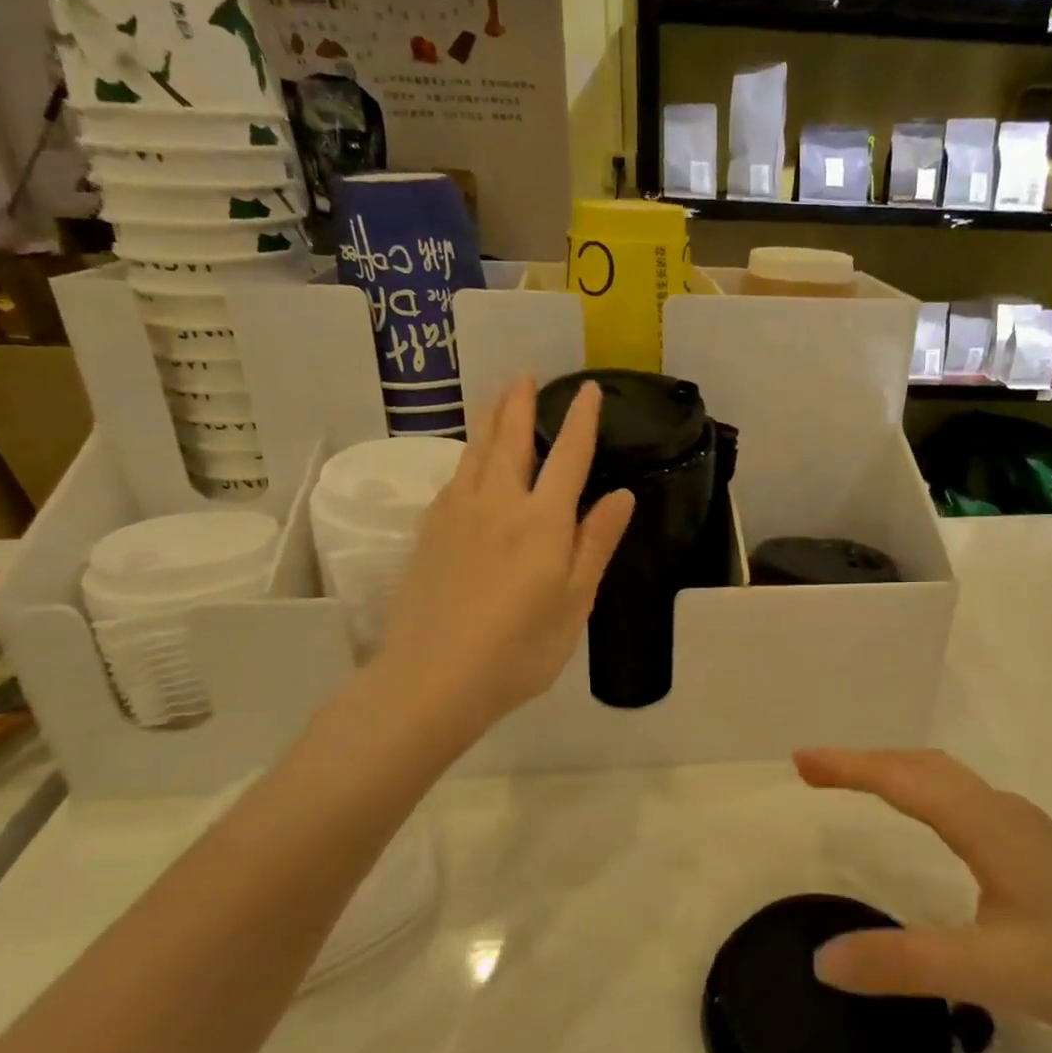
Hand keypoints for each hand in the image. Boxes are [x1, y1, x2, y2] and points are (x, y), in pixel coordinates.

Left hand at [372, 375, 632, 737]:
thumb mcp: (574, 601)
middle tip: (524, 375)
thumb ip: (595, 543)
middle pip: (511, 441)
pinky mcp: (429, 533)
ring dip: (489, 421)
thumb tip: (622, 495)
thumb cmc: (520, 648)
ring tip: (496, 397)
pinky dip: (466, 457)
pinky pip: (453, 478)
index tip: (589, 390)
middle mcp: (498, 504)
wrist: (434, 677)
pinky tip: (467, 461)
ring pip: (475, 453)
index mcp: (542, 521)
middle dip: (521, 405)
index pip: (568, 457)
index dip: (581, 421)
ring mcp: (457, 515)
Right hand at [797, 748, 1051, 1045]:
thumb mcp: (991, 974)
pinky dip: (924, 790)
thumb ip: (905, 965)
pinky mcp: (1038, 848)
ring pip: (947, 778)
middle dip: (865, 760)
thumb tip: (823, 959)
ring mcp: (1024, 827)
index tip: (801, 762)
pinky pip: (964, 798)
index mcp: (986, 825)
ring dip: (896, 770)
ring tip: (857, 782)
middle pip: (923, 766)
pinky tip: (928, 819)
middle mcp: (1002, 812)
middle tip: (814, 770)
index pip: (903, 779)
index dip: (849, 766)